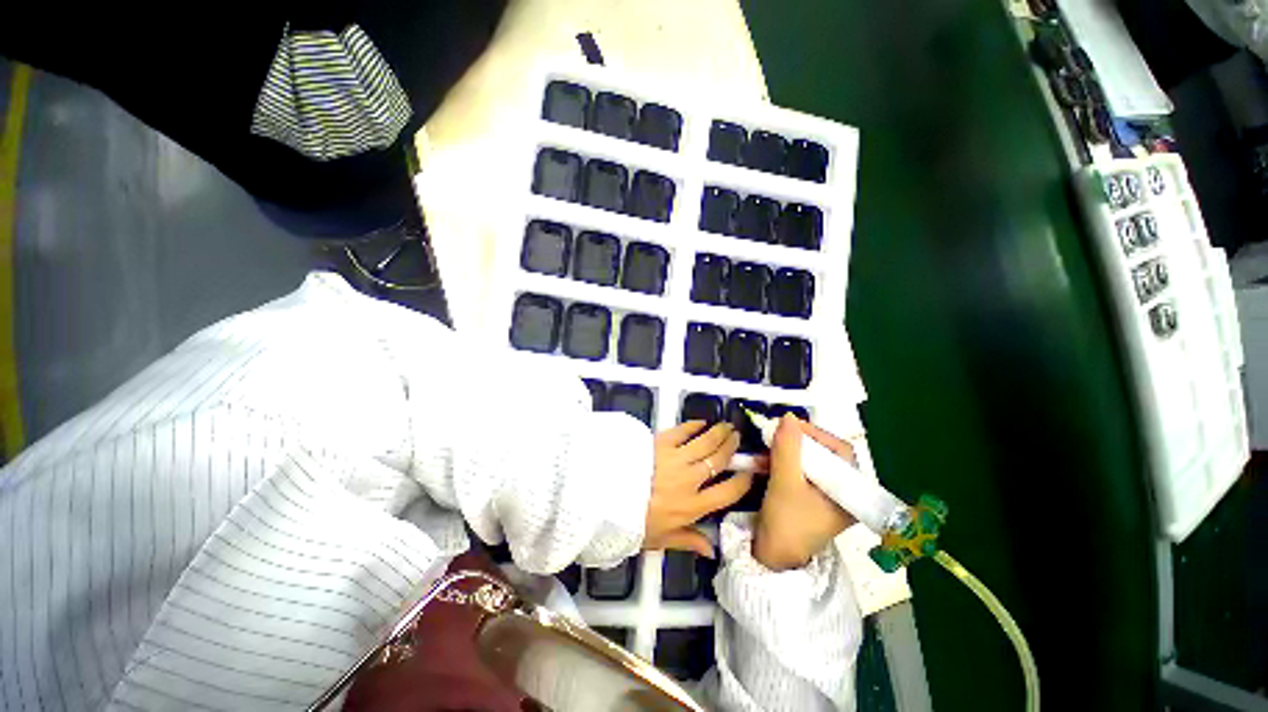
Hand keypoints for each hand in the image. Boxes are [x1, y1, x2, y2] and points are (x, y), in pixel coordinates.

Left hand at [644, 422, 753, 557]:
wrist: (606, 497)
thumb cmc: (634, 522)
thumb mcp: (661, 539)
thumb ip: (689, 541)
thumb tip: (712, 551)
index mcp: (693, 506)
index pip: (727, 493)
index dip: (742, 482)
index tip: (748, 473)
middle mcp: (690, 480)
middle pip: (718, 461)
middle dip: (731, 448)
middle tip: (737, 437)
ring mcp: (676, 459)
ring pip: (705, 442)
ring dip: (718, 433)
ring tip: (726, 426)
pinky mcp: (661, 443)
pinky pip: (682, 431)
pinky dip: (693, 425)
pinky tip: (700, 423)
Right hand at [754, 415, 856, 570]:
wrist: (772, 558)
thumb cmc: (786, 523)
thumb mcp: (785, 482)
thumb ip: (787, 449)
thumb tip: (787, 416)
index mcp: (849, 492)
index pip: (840, 451)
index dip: (816, 434)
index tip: (789, 426)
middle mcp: (842, 492)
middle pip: (825, 454)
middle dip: (798, 442)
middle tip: (776, 433)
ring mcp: (826, 496)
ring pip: (810, 461)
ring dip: (788, 451)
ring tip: (767, 446)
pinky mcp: (811, 498)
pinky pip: (801, 471)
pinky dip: (784, 462)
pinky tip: (767, 460)